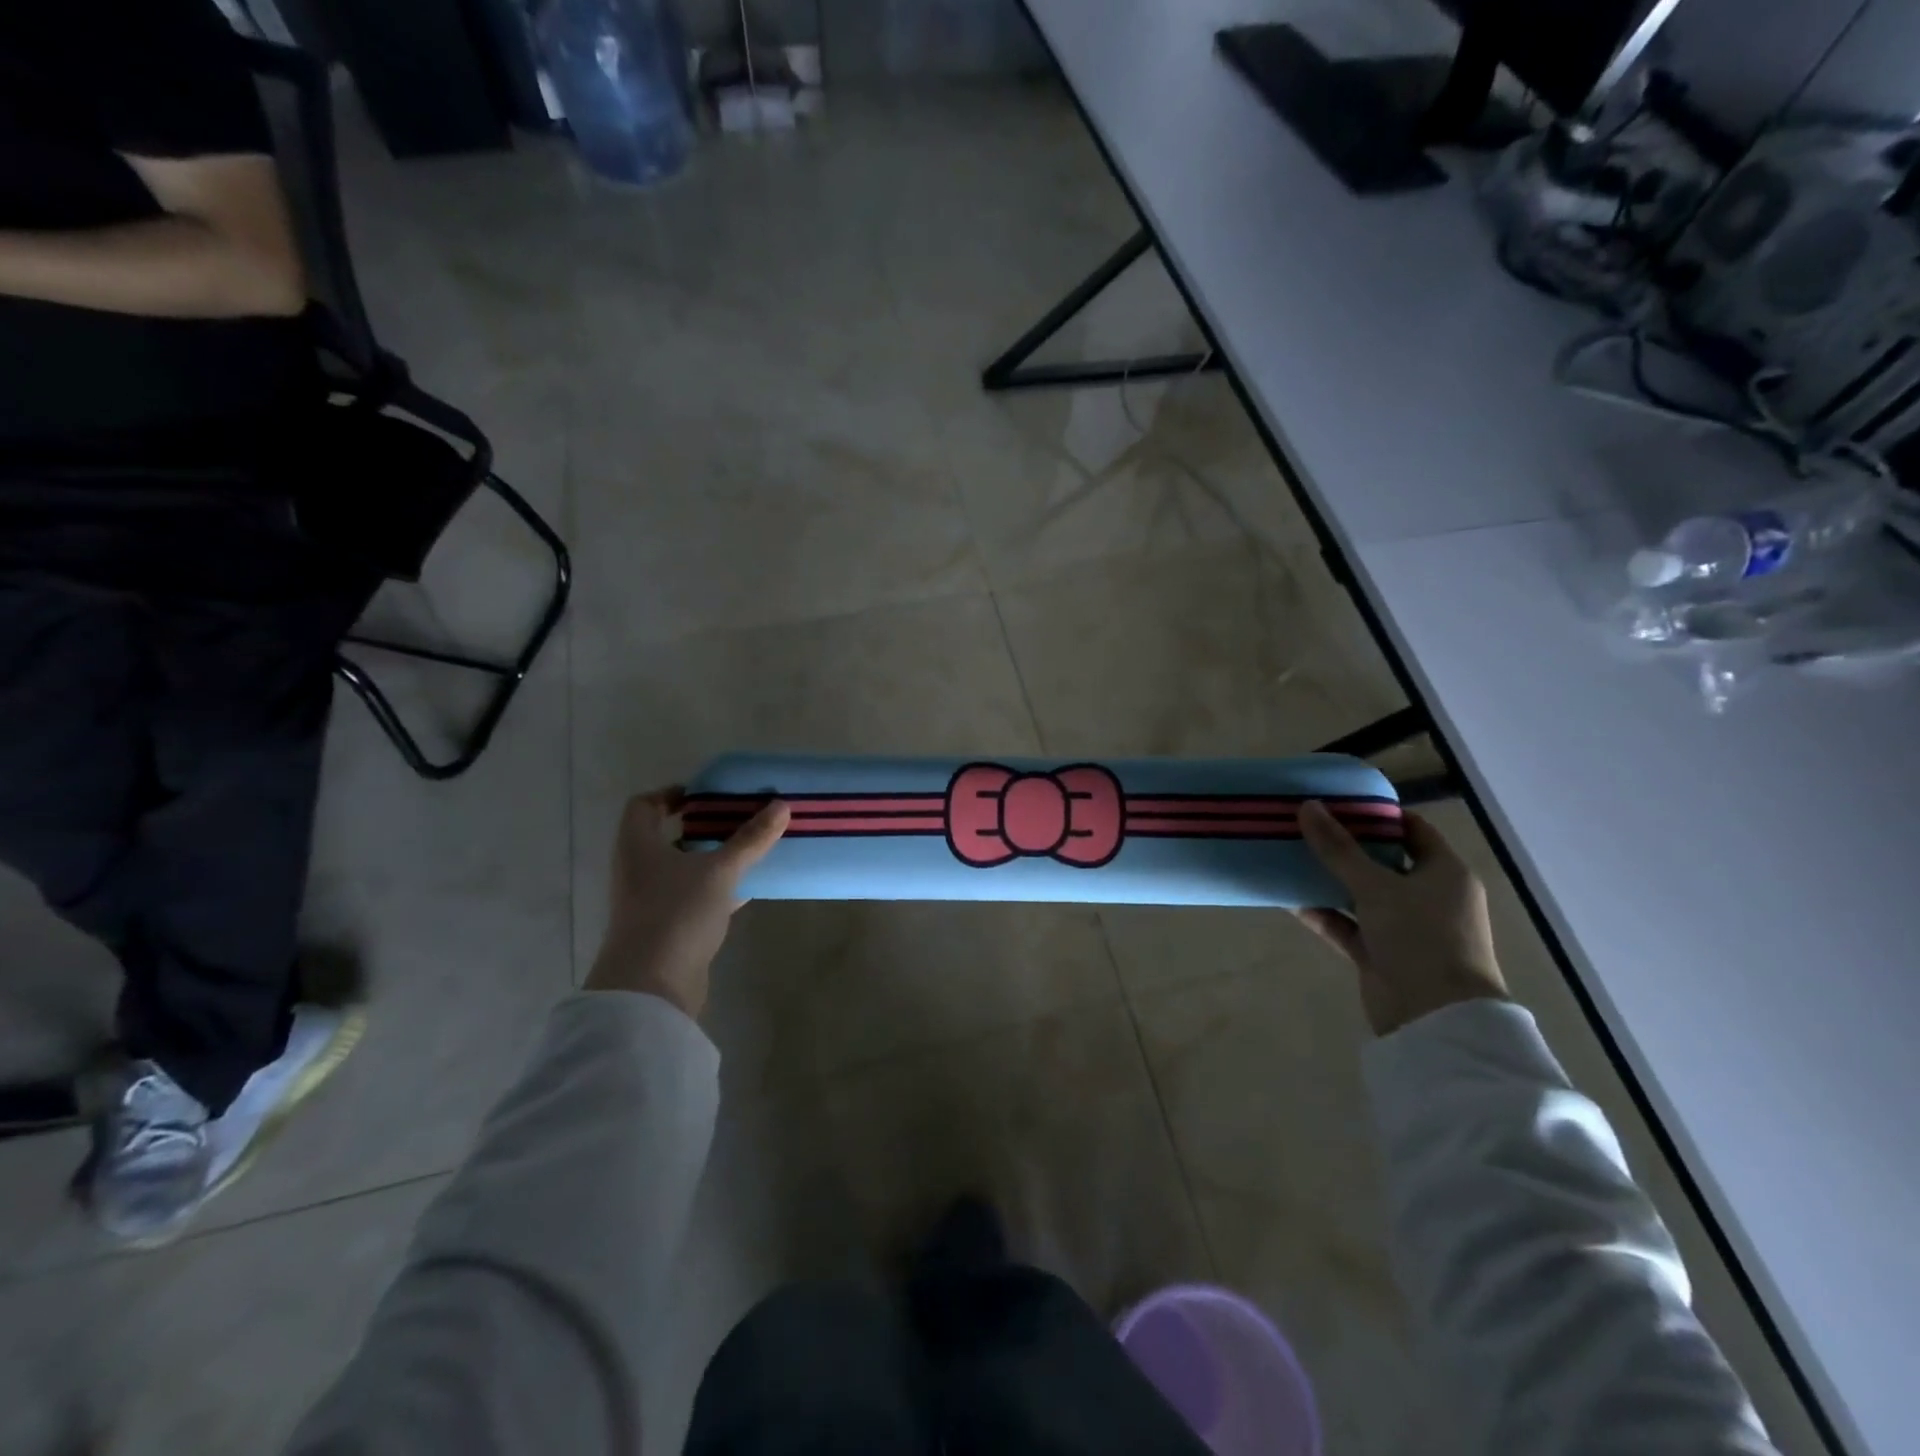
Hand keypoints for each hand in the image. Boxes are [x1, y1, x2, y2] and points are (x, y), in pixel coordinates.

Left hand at [585, 788, 789, 1018]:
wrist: (652, 986)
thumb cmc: (676, 912)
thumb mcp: (720, 870)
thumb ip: (750, 839)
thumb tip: (781, 805)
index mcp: (639, 845)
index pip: (644, 806)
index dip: (671, 795)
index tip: (706, 795)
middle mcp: (639, 869)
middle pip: (669, 836)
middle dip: (704, 826)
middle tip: (739, 817)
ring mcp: (652, 900)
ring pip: (685, 868)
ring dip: (714, 858)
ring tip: (752, 847)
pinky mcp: (669, 927)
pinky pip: (696, 896)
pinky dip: (720, 887)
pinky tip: (750, 885)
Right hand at [1295, 800, 1506, 1036]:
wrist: (1435, 1018)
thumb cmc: (1420, 937)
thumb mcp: (1376, 886)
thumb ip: (1338, 848)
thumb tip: (1307, 806)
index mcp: (1444, 872)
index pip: (1412, 829)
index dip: (1378, 814)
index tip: (1337, 802)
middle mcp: (1428, 896)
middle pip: (1382, 861)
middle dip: (1344, 845)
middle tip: (1305, 825)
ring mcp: (1404, 927)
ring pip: (1360, 894)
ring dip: (1328, 879)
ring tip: (1289, 856)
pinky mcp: (1380, 953)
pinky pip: (1347, 924)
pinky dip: (1322, 913)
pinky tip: (1288, 898)